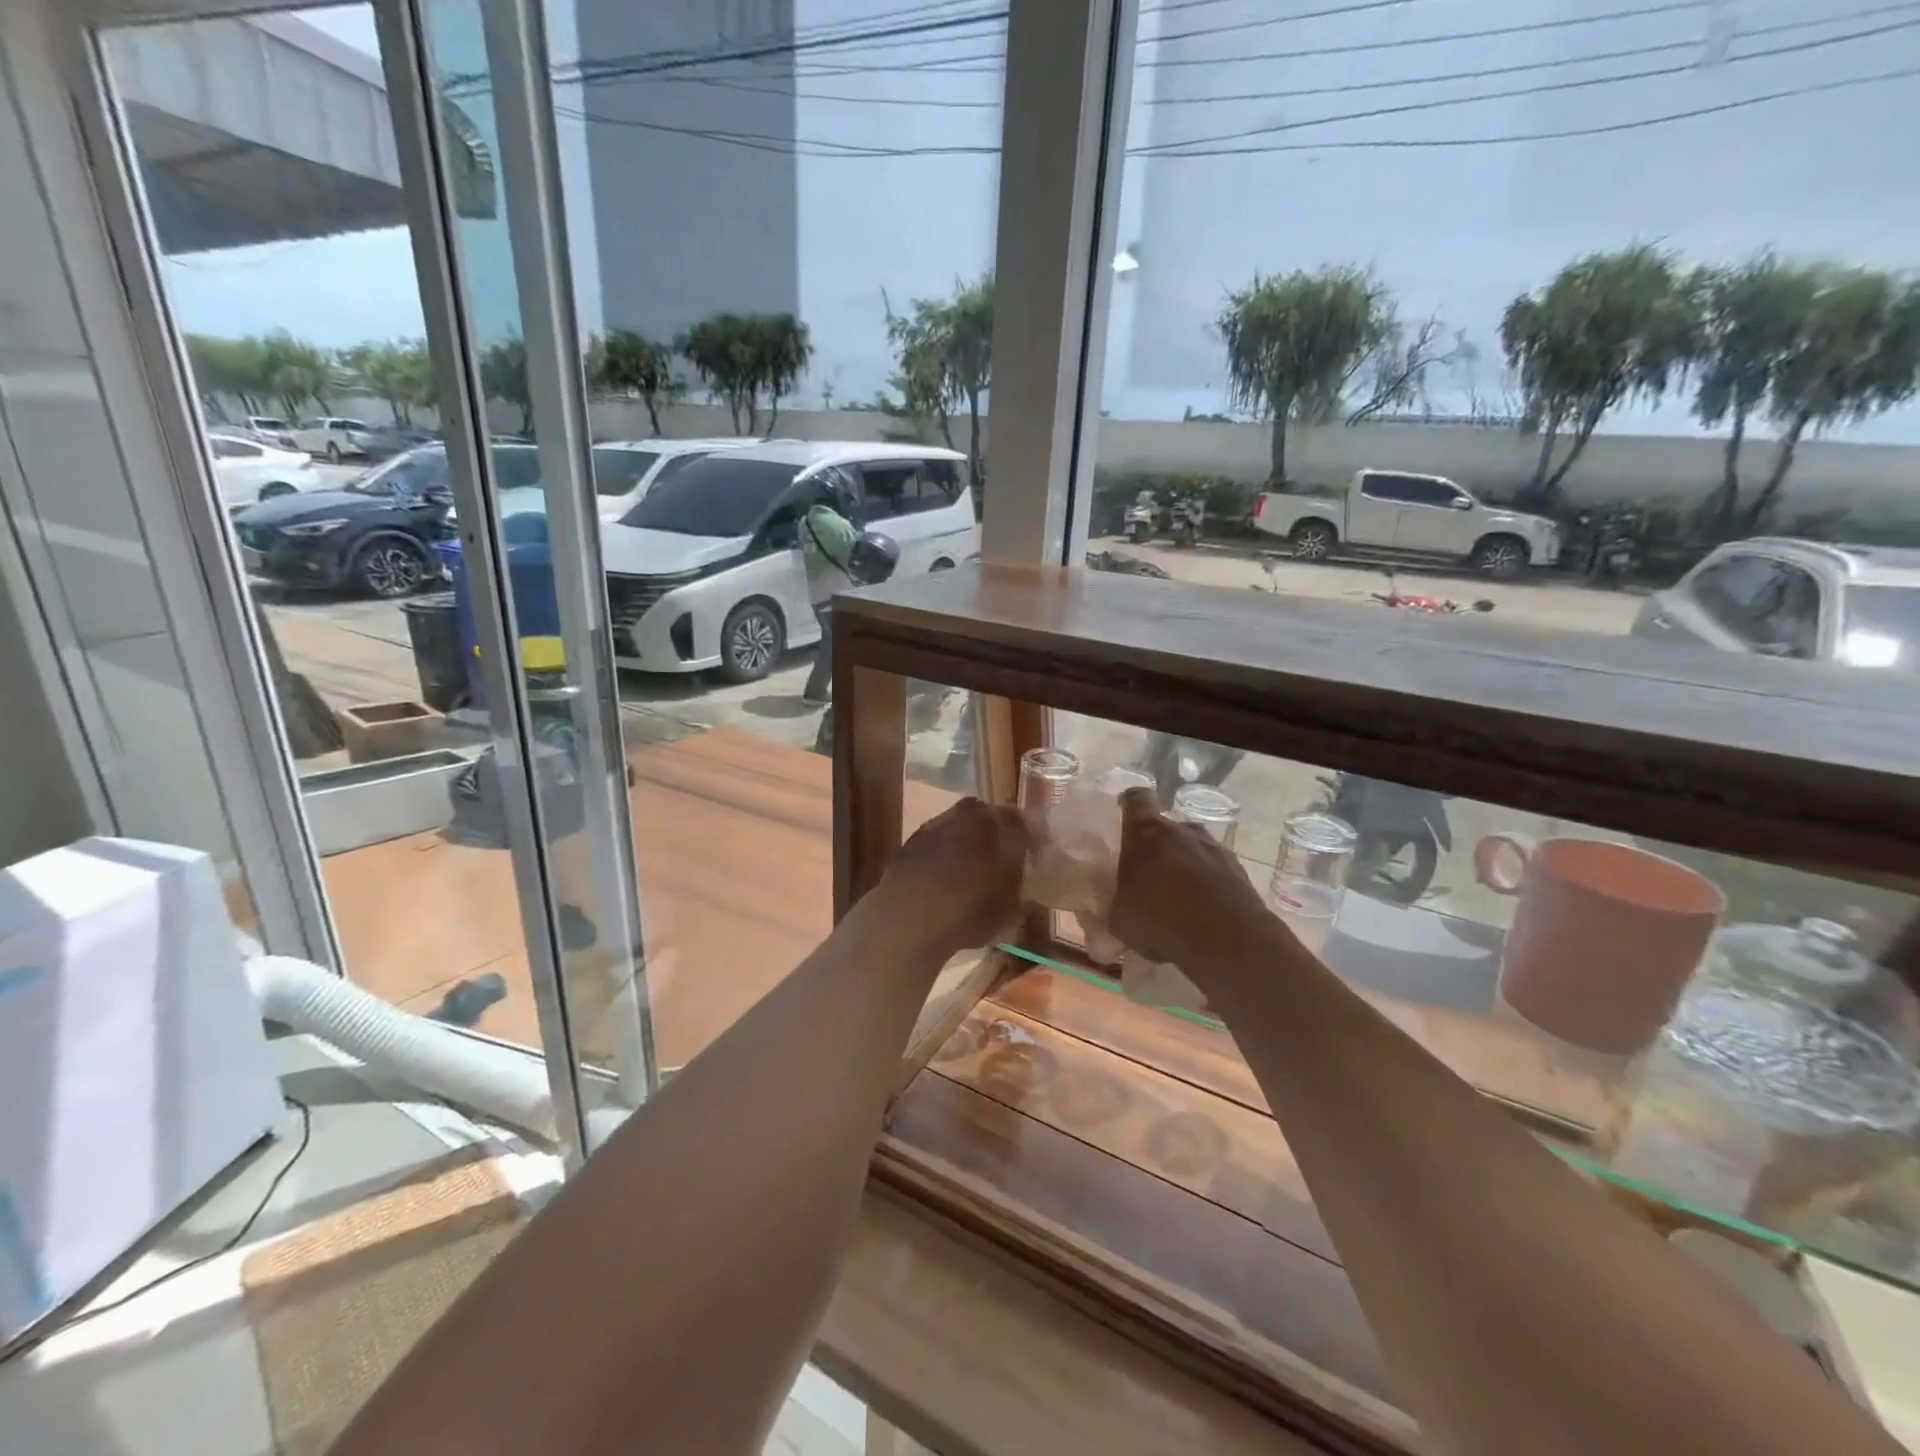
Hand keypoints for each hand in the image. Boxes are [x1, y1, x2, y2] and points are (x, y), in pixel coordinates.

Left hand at [874, 798, 1029, 953]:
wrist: (907, 916)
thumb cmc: (968, 913)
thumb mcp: (1007, 913)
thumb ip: (1019, 895)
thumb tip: (1022, 891)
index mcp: (1001, 827)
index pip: (1024, 823)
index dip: (1032, 838)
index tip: (1035, 853)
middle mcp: (971, 816)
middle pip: (991, 815)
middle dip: (999, 831)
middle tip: (1004, 853)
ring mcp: (938, 823)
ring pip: (962, 822)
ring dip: (969, 837)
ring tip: (972, 863)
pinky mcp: (913, 838)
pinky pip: (938, 837)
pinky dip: (945, 849)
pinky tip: (944, 871)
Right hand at [1109, 788, 1272, 973]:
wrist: (1229, 941)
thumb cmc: (1162, 920)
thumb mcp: (1119, 917)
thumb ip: (1114, 900)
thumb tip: (1114, 899)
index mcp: (1147, 834)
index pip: (1137, 799)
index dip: (1129, 802)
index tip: (1123, 811)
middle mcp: (1182, 831)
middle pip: (1165, 826)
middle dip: (1155, 845)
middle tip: (1146, 873)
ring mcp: (1214, 848)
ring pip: (1192, 847)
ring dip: (1183, 863)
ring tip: (1176, 894)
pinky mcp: (1238, 870)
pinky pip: (1214, 868)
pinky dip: (1206, 882)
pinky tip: (1201, 909)